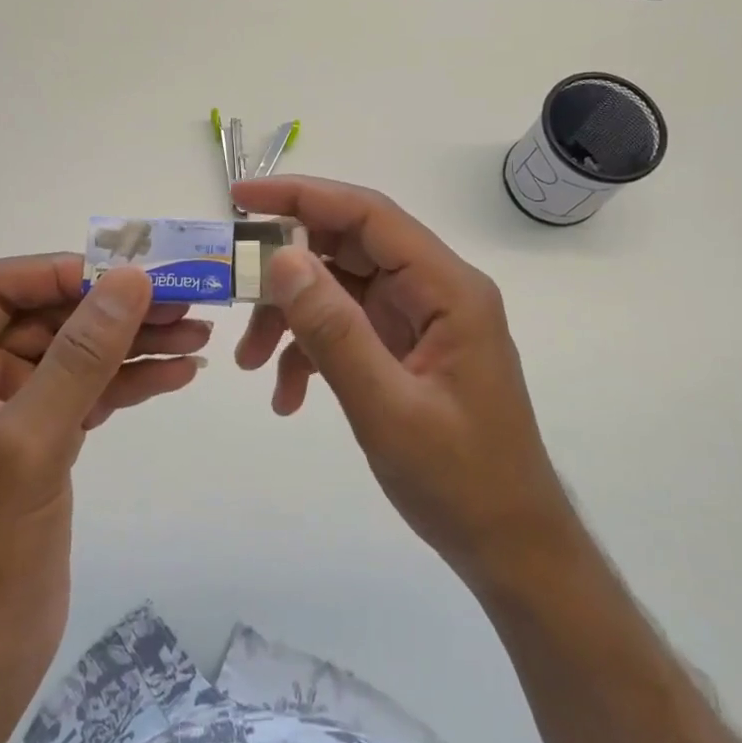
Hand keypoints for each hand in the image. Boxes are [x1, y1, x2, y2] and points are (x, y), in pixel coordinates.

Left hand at [0, 256, 207, 727]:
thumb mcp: (30, 443)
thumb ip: (81, 357)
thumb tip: (131, 280)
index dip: (60, 273)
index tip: (126, 275)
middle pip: (49, 318)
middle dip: (114, 309)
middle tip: (184, 299)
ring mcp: (12, 409)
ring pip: (78, 353)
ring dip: (135, 341)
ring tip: (197, 332)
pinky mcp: (45, 439)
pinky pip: (92, 391)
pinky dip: (134, 380)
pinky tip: (179, 373)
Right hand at [231, 176, 580, 592]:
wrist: (509, 546)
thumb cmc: (461, 480)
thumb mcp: (387, 407)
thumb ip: (333, 330)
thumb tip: (281, 258)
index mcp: (448, 289)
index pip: (369, 215)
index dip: (304, 196)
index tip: (241, 200)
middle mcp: (435, 292)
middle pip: (349, 249)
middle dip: (286, 270)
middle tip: (232, 288)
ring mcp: (419, 321)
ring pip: (340, 290)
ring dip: (291, 319)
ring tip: (249, 363)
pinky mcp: (405, 350)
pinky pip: (347, 330)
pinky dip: (310, 352)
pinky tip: (286, 397)